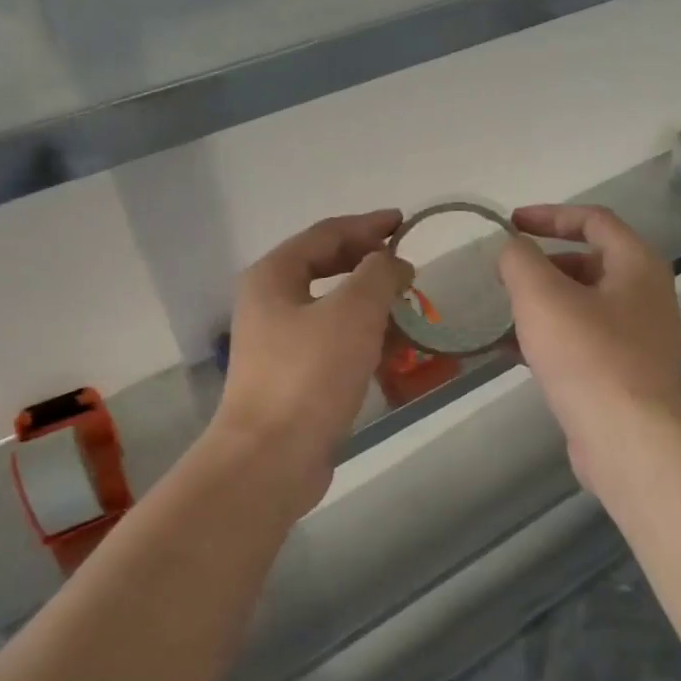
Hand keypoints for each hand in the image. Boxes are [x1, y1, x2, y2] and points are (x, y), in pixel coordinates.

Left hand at [214, 210, 412, 512]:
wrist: (272, 457)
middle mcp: (270, 303)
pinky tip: (394, 350)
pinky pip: (334, 344)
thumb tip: (393, 264)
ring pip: (332, 309)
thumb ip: (379, 275)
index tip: (404, 223)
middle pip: (326, 269)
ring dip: (371, 304)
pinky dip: (364, 339)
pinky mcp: (294, 378)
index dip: (367, 225)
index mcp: (274, 276)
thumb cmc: (310, 374)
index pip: (326, 234)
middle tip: (407, 266)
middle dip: (369, 264)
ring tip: (409, 307)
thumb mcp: (353, 312)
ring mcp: (279, 344)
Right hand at [498, 204, 680, 492]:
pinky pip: (583, 340)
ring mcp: (639, 337)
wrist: (627, 438)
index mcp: (637, 265)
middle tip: (505, 277)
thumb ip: (519, 260)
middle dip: (543, 265)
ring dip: (542, 303)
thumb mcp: (541, 296)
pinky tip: (512, 351)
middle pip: (589, 263)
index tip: (510, 224)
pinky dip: (550, 336)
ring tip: (503, 313)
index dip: (549, 215)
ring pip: (583, 305)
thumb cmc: (587, 356)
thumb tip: (513, 250)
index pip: (594, 220)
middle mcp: (646, 295)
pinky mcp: (625, 373)